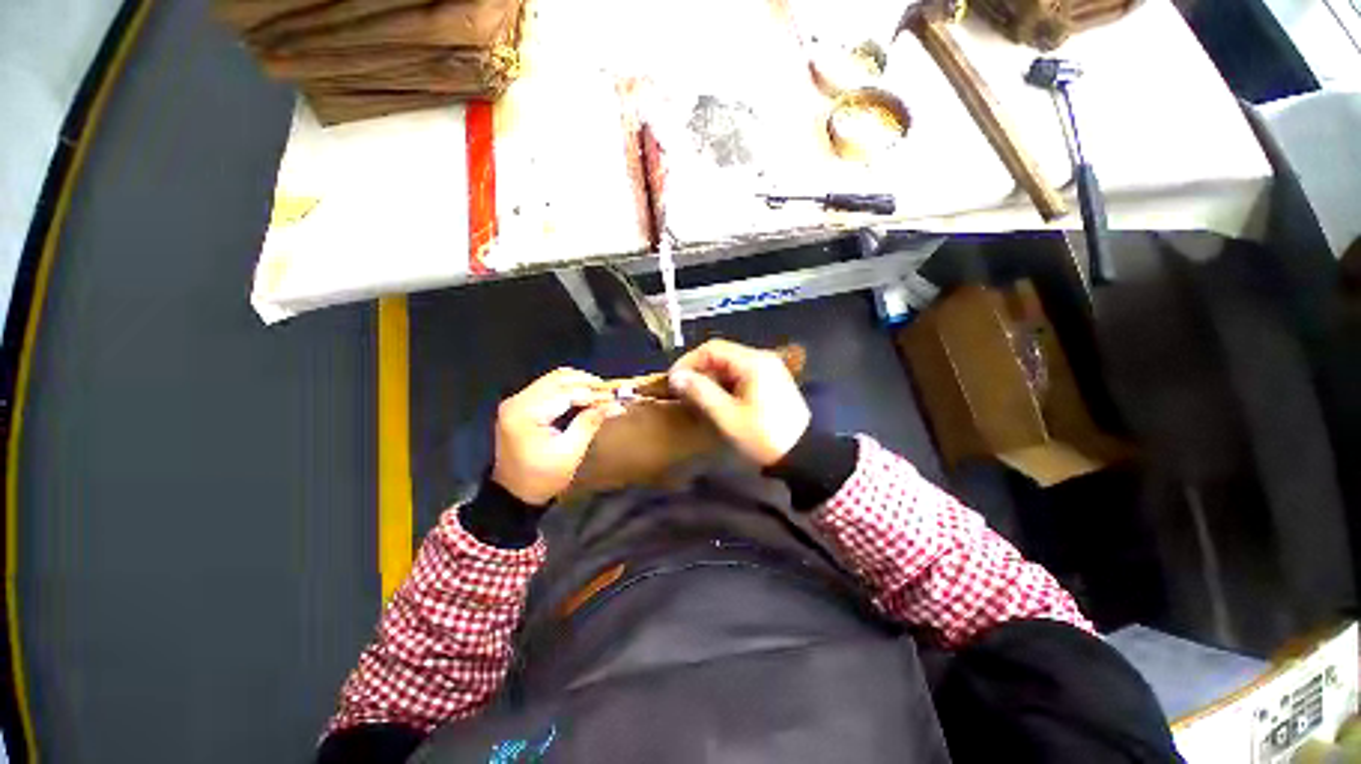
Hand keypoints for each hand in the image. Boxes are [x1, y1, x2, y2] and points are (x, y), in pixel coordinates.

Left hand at [491, 368, 622, 504]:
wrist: (513, 494)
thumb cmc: (542, 478)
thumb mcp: (570, 453)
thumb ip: (589, 423)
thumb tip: (614, 404)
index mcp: (526, 413)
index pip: (564, 392)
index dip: (592, 393)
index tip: (615, 397)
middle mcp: (517, 401)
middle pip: (557, 379)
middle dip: (586, 383)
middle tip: (610, 392)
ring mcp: (516, 401)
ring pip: (553, 380)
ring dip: (578, 384)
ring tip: (600, 394)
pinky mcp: (519, 406)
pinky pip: (547, 388)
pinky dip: (567, 389)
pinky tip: (583, 396)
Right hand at [668, 339, 810, 465]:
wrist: (803, 455)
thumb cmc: (763, 436)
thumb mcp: (727, 416)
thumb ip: (700, 392)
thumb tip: (675, 377)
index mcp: (753, 361)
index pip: (712, 348)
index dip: (688, 362)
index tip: (673, 381)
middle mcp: (762, 358)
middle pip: (721, 355)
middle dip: (699, 371)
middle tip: (682, 392)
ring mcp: (769, 369)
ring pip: (730, 365)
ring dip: (710, 378)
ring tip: (696, 398)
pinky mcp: (771, 382)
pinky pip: (741, 375)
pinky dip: (724, 384)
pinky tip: (717, 400)